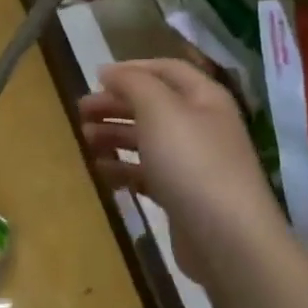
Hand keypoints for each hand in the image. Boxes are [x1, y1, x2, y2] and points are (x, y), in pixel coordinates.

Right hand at [79, 59, 290, 285]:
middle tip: (81, 111)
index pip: (166, 70)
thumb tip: (110, 72)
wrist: (227, 239)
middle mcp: (202, 125)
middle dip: (116, 104)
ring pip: (148, 140)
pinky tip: (100, 170)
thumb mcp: (160, 110)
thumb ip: (133, 83)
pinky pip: (148, 173)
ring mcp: (194, 163)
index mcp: (204, 98)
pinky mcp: (183, 196)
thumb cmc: (192, 163)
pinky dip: (123, 168)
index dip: (131, 69)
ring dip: (115, 135)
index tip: (95, 78)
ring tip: (85, 139)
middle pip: (153, 105)